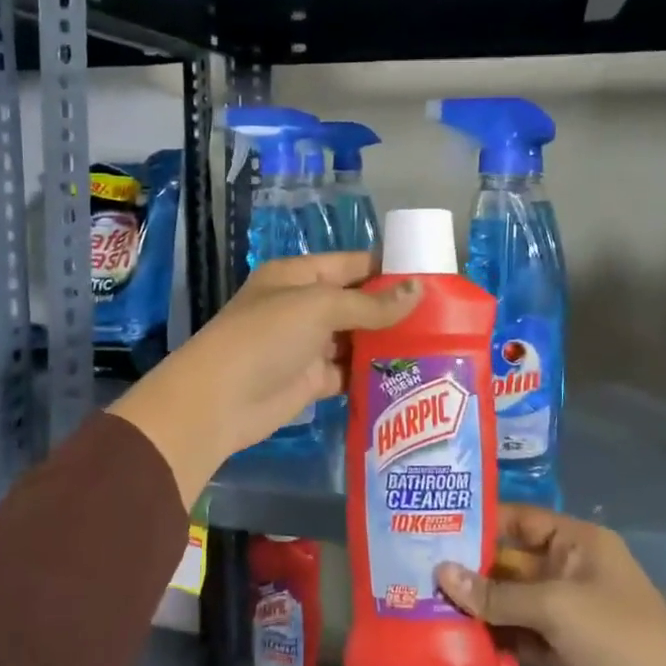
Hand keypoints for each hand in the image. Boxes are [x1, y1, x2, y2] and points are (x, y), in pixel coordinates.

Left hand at [109, 252, 421, 507]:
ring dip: (387, 343)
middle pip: (357, 303)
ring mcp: (307, 345)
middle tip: (445, 318)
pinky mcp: (311, 381)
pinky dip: (372, 374)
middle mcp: (303, 307)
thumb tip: (419, 291)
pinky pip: (348, 372)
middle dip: (394, 309)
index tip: (433, 278)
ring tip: (437, 346)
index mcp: (299, 276)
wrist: (220, 400)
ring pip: (355, 339)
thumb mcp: (319, 308)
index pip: (352, 264)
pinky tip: (408, 376)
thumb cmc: (266, 337)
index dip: (389, 269)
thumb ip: (370, 304)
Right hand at [436, 505, 665, 665]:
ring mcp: (565, 612)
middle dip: (470, 570)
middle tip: (417, 573)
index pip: (518, 519)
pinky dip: (494, 639)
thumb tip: (441, 573)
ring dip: (478, 608)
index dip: (479, 522)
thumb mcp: (555, 607)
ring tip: (425, 607)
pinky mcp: (562, 650)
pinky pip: (519, 635)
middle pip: (510, 562)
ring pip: (511, 601)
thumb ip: (496, 593)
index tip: (433, 528)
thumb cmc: (619, 637)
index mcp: (575, 542)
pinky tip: (456, 642)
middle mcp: (568, 569)